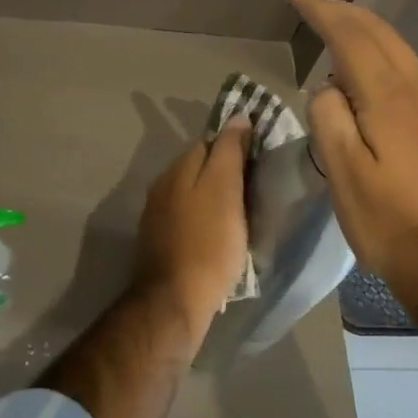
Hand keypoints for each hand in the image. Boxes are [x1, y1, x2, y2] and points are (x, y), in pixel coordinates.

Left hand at [132, 117, 252, 331]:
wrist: (175, 301)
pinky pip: (188, 218)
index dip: (235, 147)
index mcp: (178, 169)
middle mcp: (163, 185)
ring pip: (193, 193)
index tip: (259, 160)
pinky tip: (220, 234)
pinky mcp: (160, 241)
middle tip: (254, 188)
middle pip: (199, 167)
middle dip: (224, 172)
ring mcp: (158, 215)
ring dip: (214, 197)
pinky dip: (205, 219)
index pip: (210, 142)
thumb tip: (238, 117)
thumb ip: (229, 151)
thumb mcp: (225, 190)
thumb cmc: (208, 243)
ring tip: (242, 213)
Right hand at [280, 0, 417, 300]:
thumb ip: (329, 117)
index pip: (348, 34)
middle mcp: (417, 88)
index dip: (317, 6)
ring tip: (327, 23)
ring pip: (393, 45)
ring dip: (359, 27)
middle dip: (339, 9)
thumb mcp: (344, 172)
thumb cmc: (388, 221)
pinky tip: (358, 67)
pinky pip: (402, 65)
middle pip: (376, 30)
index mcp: (390, 96)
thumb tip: (328, 87)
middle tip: (305, 0)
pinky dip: (375, 50)